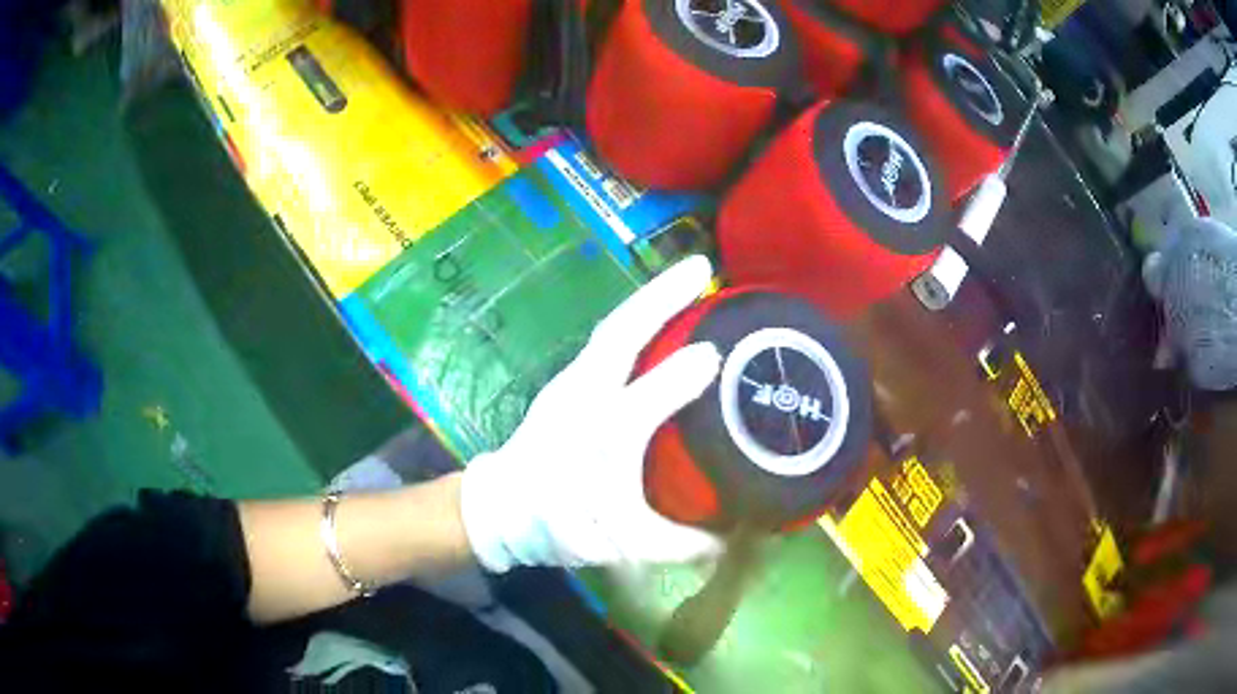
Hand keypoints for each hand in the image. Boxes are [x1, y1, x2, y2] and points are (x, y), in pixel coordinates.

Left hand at [460, 256, 722, 571]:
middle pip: (620, 335)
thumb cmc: (560, 521)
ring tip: (688, 278)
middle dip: (662, 297)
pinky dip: (636, 318)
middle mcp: (582, 399)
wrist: (503, 508)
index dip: (683, 375)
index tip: (721, 352)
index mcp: (597, 439)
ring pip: (612, 330)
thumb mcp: (622, 544)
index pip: (644, 399)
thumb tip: (730, 541)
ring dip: (649, 299)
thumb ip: (678, 544)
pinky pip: (608, 340)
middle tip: (704, 267)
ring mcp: (571, 384)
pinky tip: (659, 314)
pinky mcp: (568, 383)